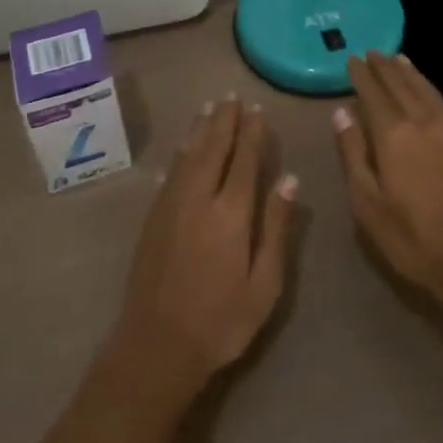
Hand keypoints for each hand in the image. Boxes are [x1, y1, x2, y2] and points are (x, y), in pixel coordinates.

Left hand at [108, 96, 297, 403]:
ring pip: (187, 155)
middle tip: (231, 96)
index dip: (251, 132)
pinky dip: (180, 154)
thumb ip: (276, 228)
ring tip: (208, 107)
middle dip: (223, 120)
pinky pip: (170, 173)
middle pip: (213, 148)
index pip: (244, 160)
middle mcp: (198, 198)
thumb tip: (289, 179)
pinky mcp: (152, 218)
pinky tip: (181, 149)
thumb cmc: (221, 321)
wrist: (156, 346)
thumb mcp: (264, 284)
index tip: (256, 109)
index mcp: (230, 213)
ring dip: (199, 129)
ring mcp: (171, 205)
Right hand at [334, 52, 442, 313]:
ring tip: (398, 59)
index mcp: (394, 135)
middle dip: (384, 67)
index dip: (361, 75)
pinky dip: (430, 90)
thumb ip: (353, 154)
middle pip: (401, 85)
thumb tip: (341, 113)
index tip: (351, 58)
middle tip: (372, 52)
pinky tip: (428, 93)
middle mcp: (423, 123)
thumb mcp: (368, 204)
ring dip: (410, 73)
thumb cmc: (414, 239)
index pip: (373, 94)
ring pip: (427, 91)